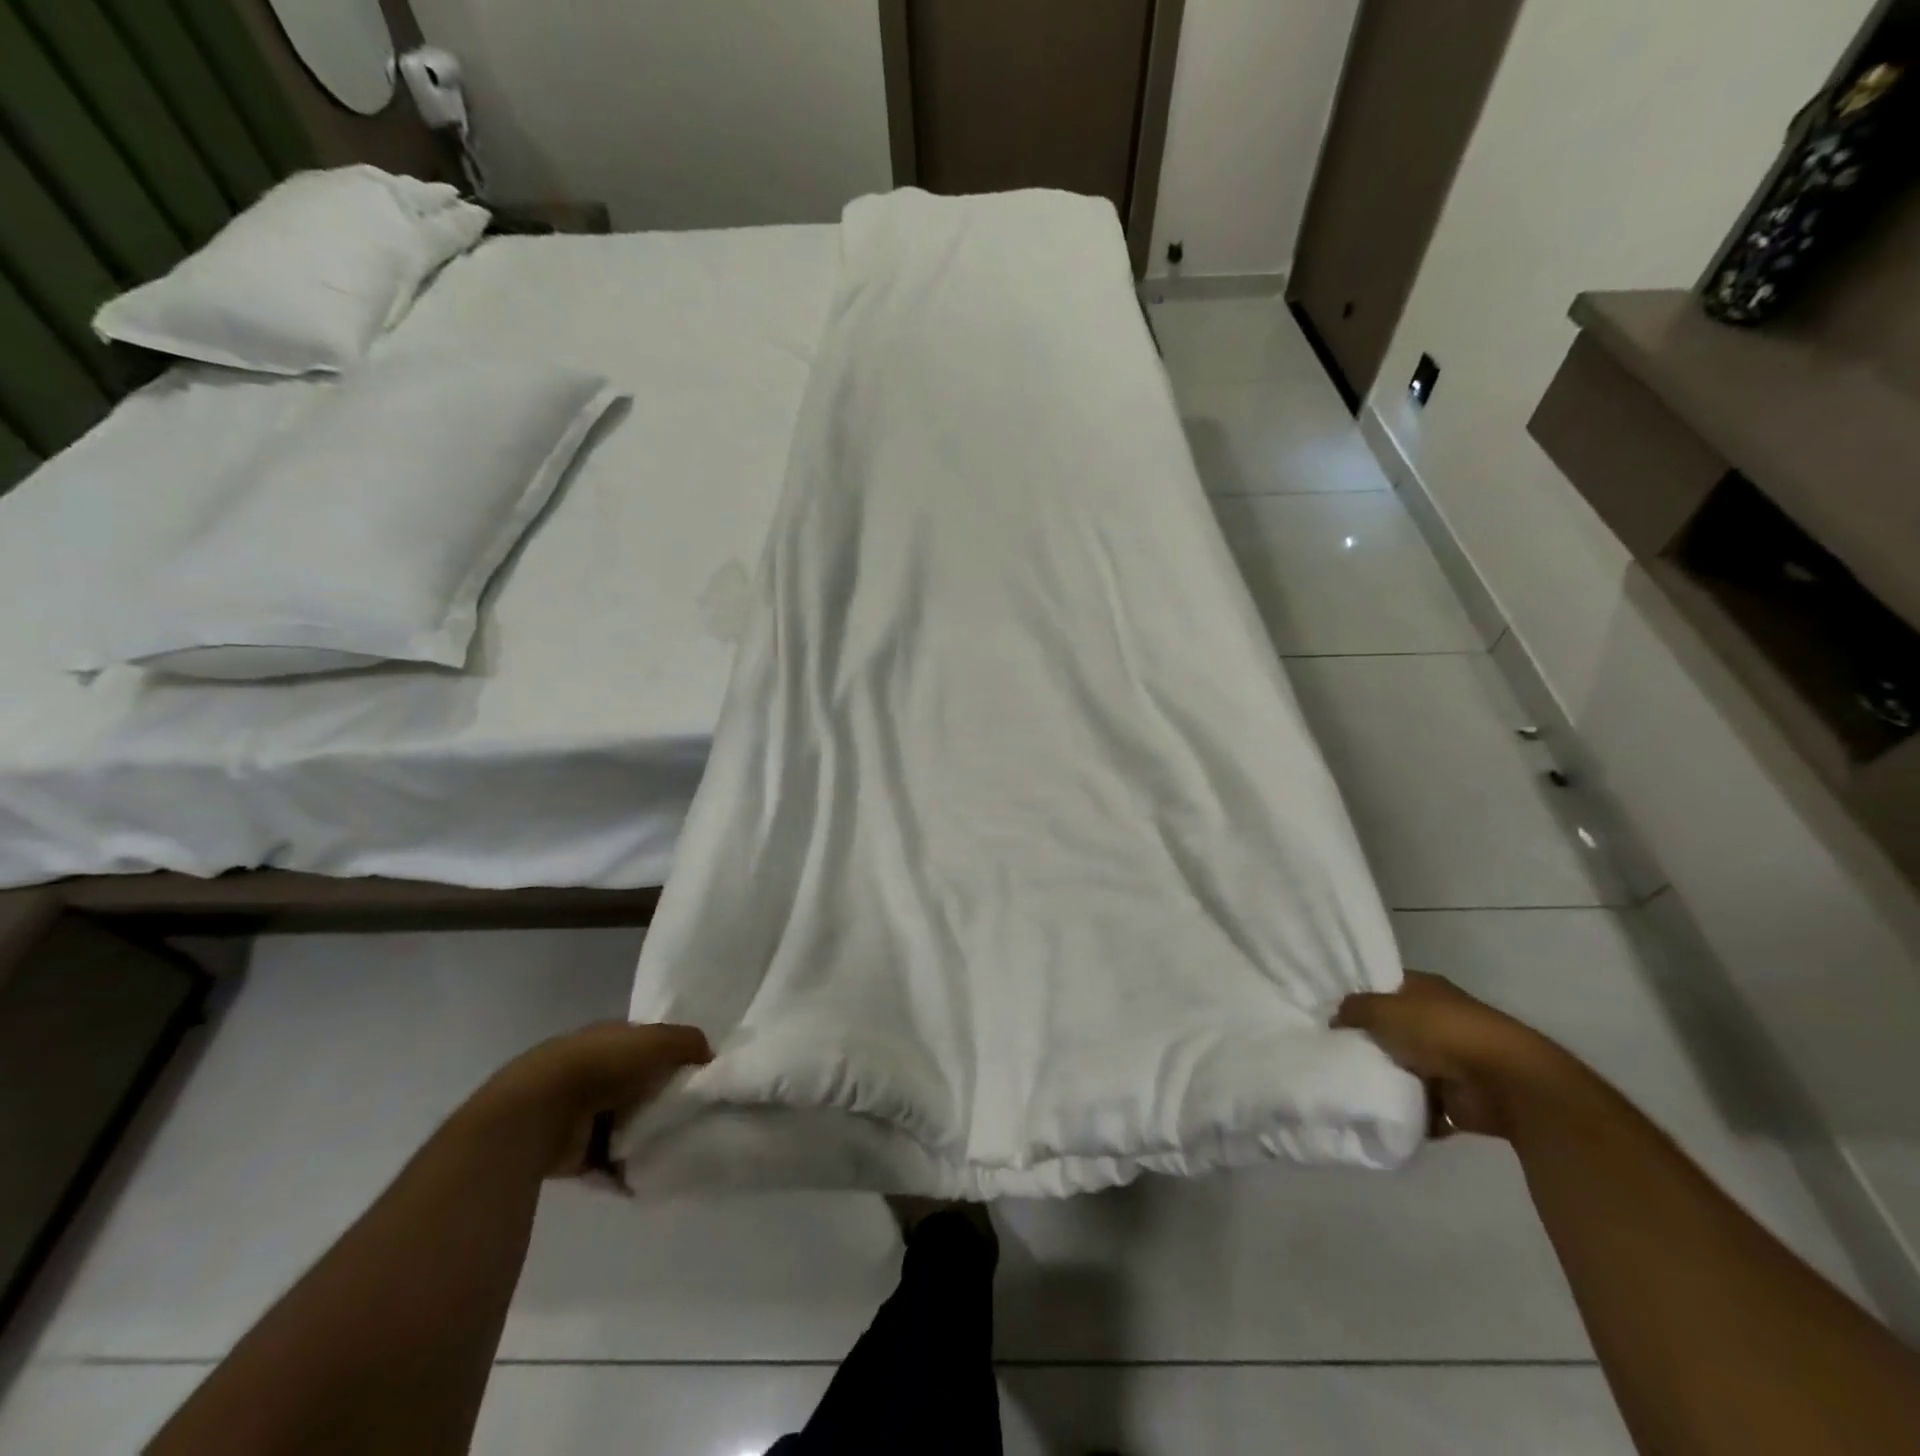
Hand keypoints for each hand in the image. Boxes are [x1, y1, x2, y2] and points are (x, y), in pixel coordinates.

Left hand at [469, 1021, 712, 1178]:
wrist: (538, 1113)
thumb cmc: (602, 1066)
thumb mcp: (657, 1040)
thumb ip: (688, 1042)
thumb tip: (709, 1055)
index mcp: (609, 1037)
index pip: (647, 1043)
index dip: (672, 1055)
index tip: (698, 1074)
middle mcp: (592, 1070)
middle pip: (637, 1085)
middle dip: (660, 1099)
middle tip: (693, 1114)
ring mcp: (577, 1111)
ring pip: (623, 1123)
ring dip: (643, 1136)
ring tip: (676, 1147)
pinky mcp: (569, 1151)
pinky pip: (607, 1161)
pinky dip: (625, 1169)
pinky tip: (649, 1175)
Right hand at [1334, 971, 1568, 1139]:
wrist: (1505, 1083)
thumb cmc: (1440, 1031)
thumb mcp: (1382, 1009)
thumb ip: (1353, 1009)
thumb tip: (1335, 1019)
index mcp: (1424, 989)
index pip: (1383, 987)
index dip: (1358, 997)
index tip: (1328, 1012)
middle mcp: (1438, 1020)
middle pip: (1392, 1029)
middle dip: (1367, 1041)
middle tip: (1331, 1050)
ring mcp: (1450, 1060)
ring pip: (1404, 1068)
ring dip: (1386, 1078)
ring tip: (1348, 1084)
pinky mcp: (1458, 1099)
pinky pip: (1422, 1105)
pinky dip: (1406, 1111)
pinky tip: (1377, 1111)